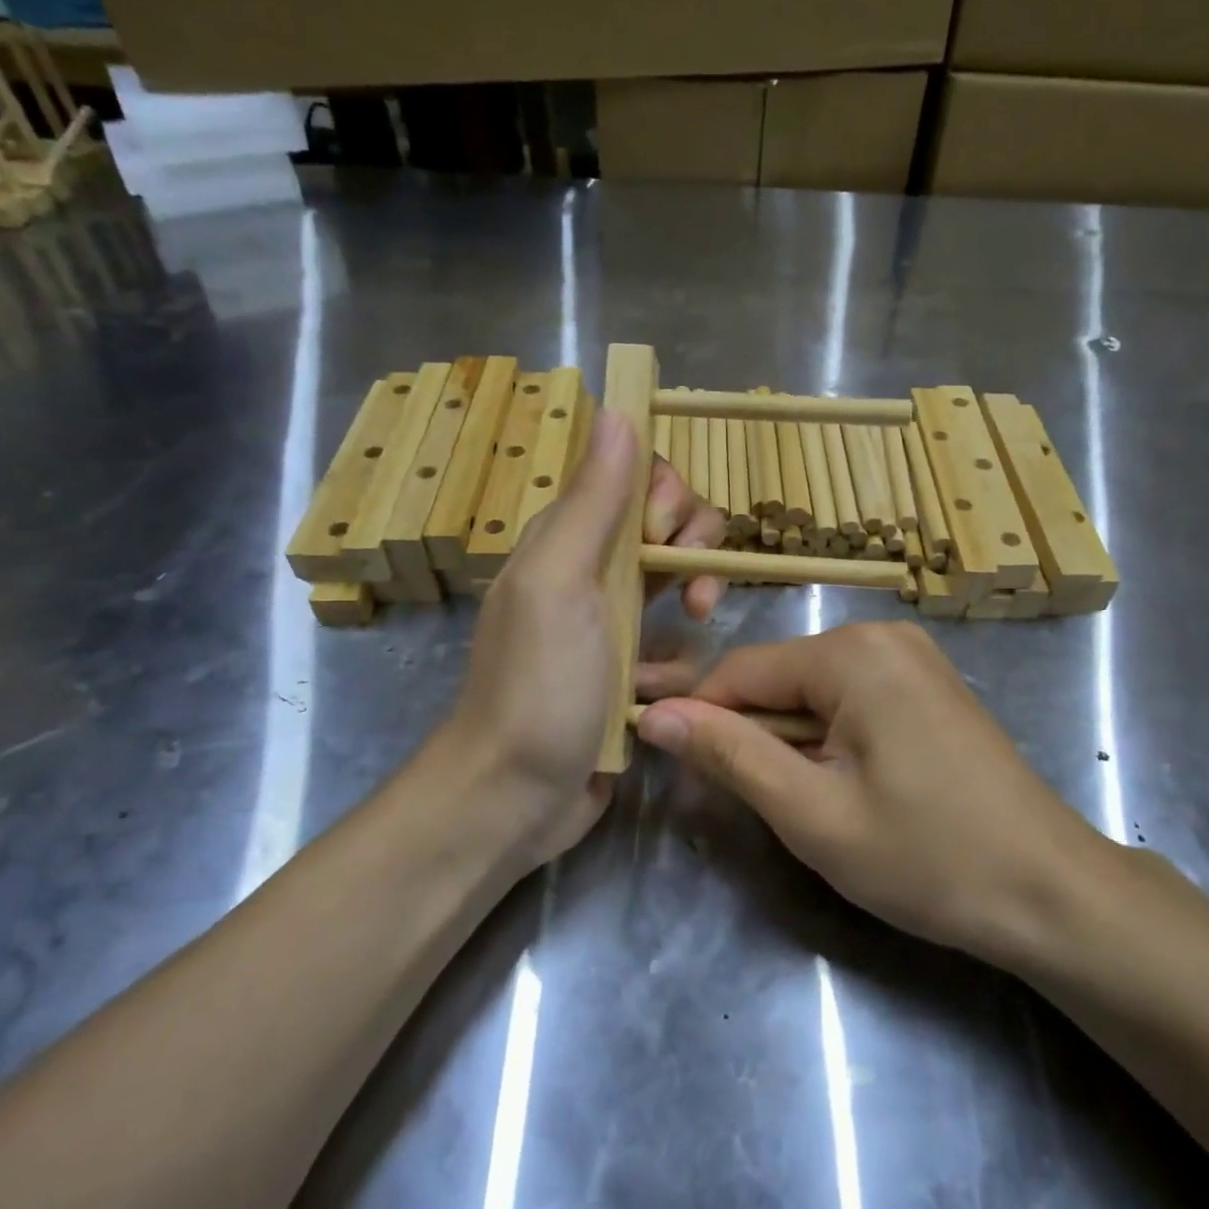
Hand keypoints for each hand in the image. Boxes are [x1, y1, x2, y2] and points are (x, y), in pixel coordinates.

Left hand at [443, 412, 728, 872]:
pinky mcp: (632, 675)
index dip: (667, 495)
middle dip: (694, 551)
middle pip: (671, 528)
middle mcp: (593, 572)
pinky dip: (675, 669)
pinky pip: (679, 650)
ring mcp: (614, 626)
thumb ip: (593, 500)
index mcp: (569, 539)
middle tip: (691, 590)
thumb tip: (619, 411)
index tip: (665, 535)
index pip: (637, 479)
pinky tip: (653, 696)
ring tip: (680, 647)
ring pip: (684, 589)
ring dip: (691, 616)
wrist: (514, 797)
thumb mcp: (561, 582)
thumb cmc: (537, 685)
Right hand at [634, 623, 1110, 965]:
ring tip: (804, 805)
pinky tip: (844, 787)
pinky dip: (828, 739)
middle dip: (751, 736)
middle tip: (745, 806)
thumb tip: (654, 714)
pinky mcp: (927, 686)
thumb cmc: (927, 857)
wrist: (1050, 892)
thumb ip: (730, 754)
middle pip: (778, 678)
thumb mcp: (811, 813)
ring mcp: (911, 658)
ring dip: (789, 743)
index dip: (697, 717)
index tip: (669, 767)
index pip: (740, 670)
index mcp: (852, 653)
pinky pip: (850, 700)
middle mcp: (881, 636)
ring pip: (811, 692)